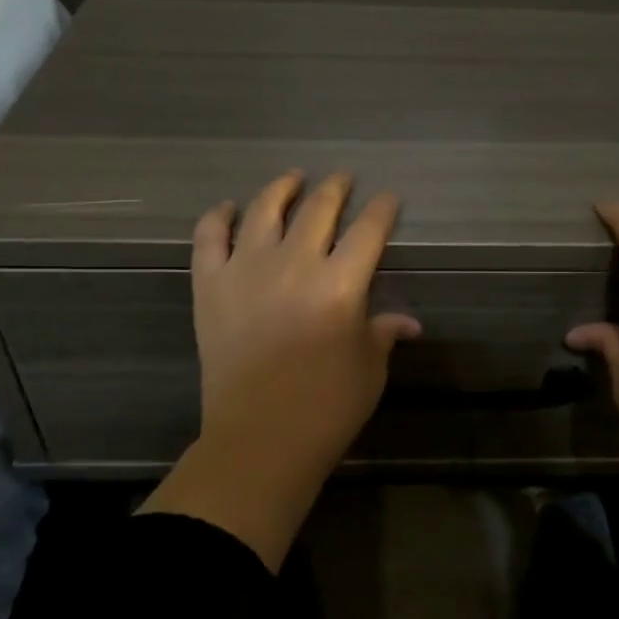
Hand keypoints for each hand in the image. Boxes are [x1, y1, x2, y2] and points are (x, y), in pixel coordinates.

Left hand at [139, 171, 418, 568]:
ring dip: (282, 188)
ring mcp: (246, 270)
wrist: (258, 439)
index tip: (389, 198)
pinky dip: (219, 216)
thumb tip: (409, 323)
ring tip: (293, 179)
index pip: (369, 230)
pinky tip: (229, 209)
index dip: (383, 209)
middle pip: (319, 209)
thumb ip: (384, 333)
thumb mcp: (369, 369)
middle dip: (337, 188)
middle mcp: (294, 264)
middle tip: (343, 179)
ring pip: (264, 209)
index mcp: (340, 284)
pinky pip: (209, 236)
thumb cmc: (326, 408)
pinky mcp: (210, 285)